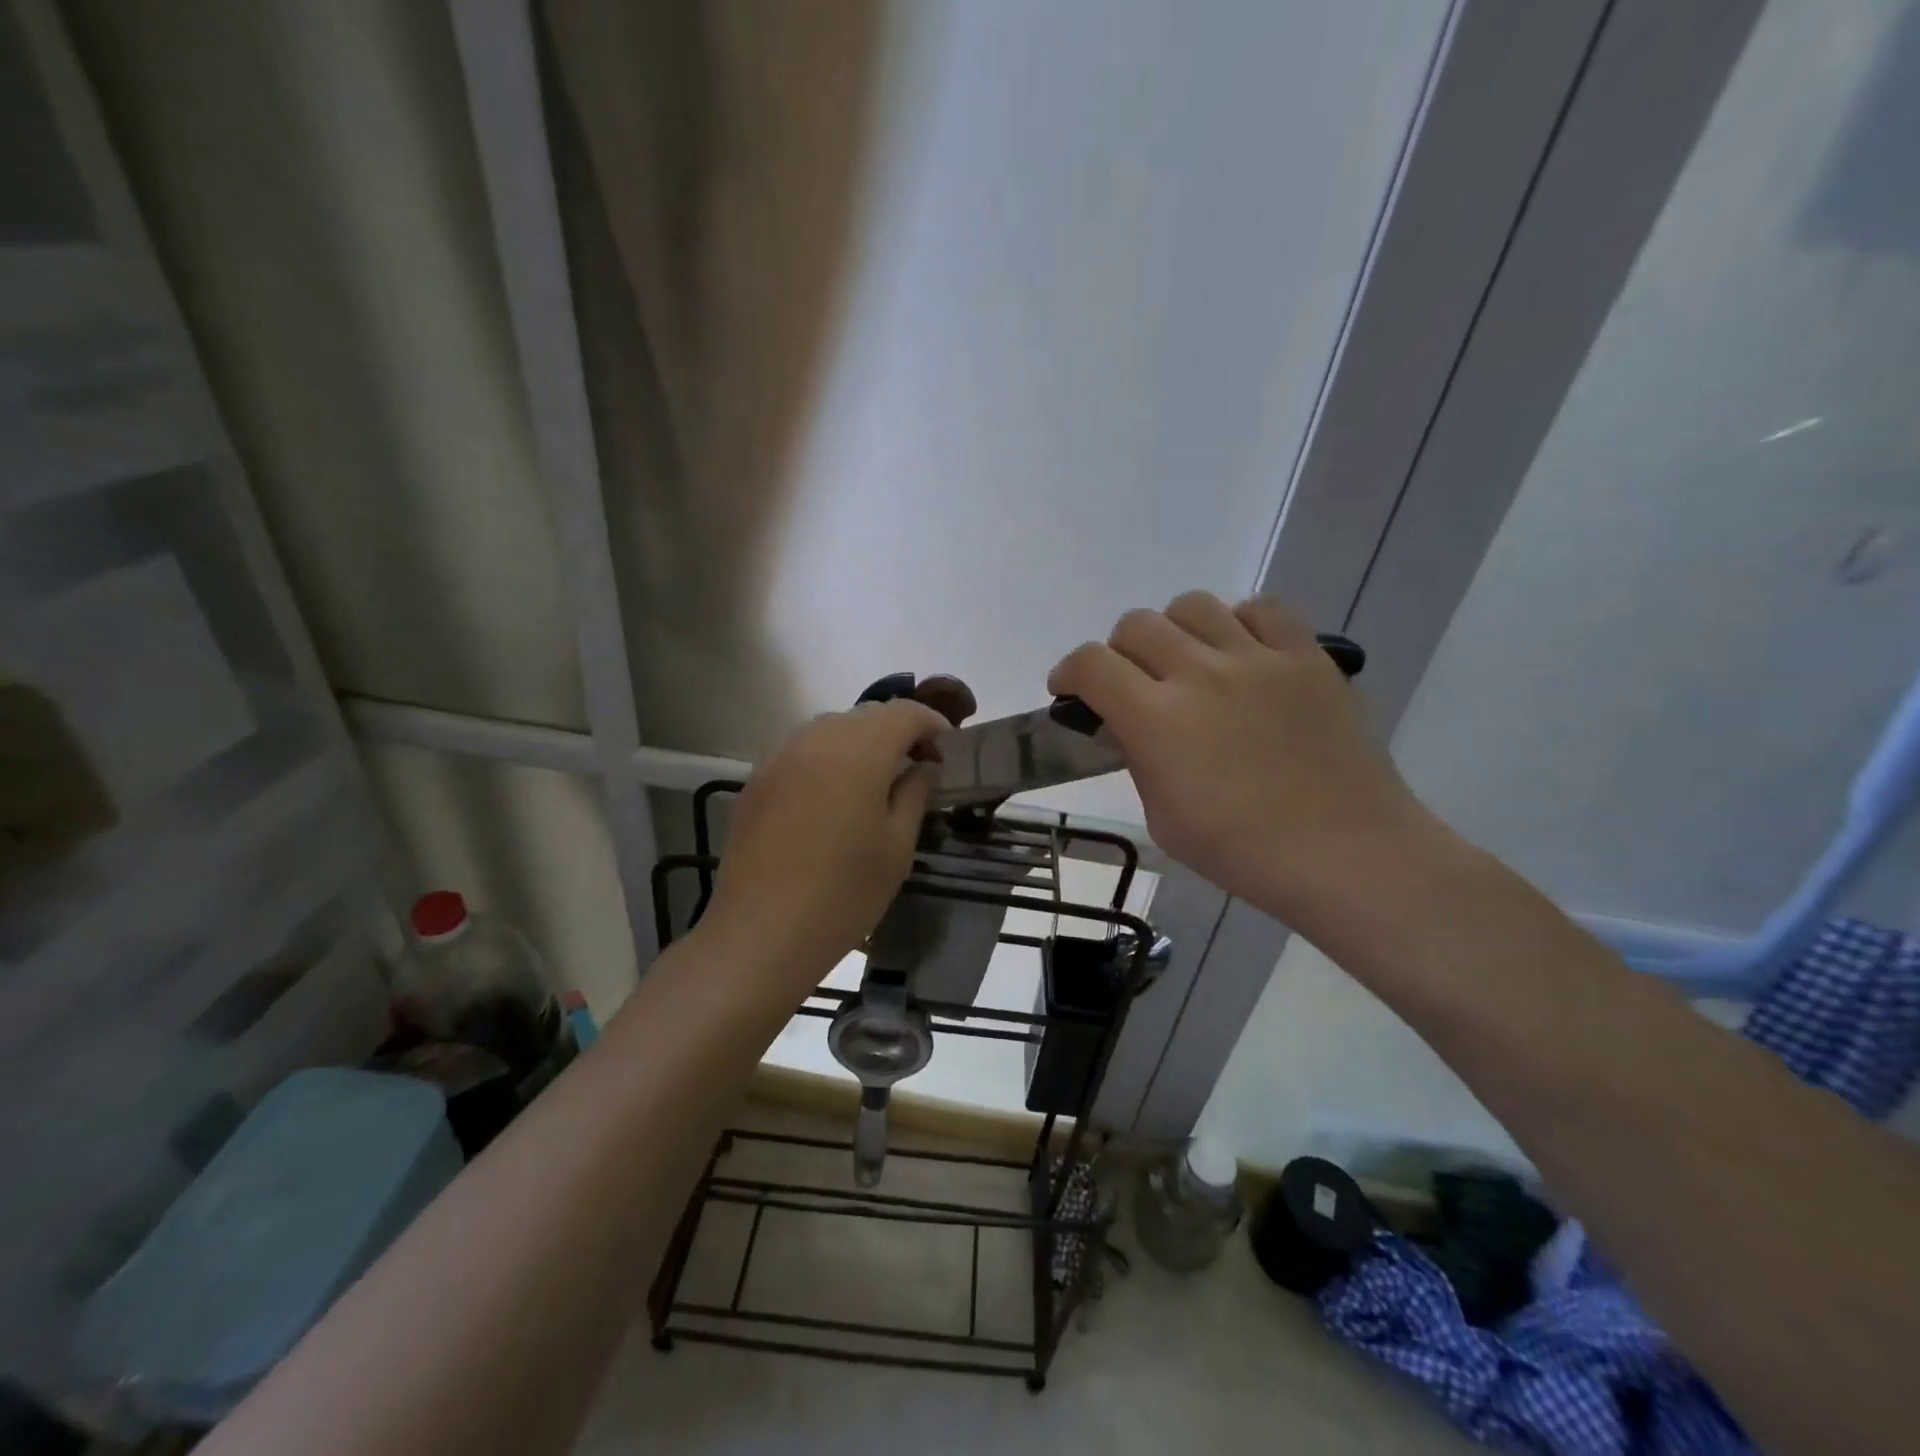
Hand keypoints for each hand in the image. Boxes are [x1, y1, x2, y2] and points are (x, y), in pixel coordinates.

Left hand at [704, 699, 950, 994]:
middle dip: (898, 730)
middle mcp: (816, 739)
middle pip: (866, 715)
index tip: (947, 749)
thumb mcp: (897, 847)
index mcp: (859, 751)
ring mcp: (779, 757)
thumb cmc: (844, 894)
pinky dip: (827, 756)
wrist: (762, 933)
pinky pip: (801, 750)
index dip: (931, 723)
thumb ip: (914, 794)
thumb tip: (923, 766)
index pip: (903, 712)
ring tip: (876, 777)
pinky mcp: (756, 780)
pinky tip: (833, 794)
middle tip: (917, 764)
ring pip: (830, 728)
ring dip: (861, 741)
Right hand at [1048, 592, 1428, 922]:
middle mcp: (1201, 673)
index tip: (1070, 691)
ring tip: (1187, 663)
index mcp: (1157, 719)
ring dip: (1174, 631)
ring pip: (1193, 605)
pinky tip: (1241, 654)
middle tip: (1132, 685)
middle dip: (1118, 652)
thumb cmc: (1244, 852)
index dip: (1069, 672)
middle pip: (1136, 624)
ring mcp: (1258, 658)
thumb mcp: (1163, 818)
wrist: (1346, 853)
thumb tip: (1125, 724)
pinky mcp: (1307, 655)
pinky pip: (1262, 609)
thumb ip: (1137, 759)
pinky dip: (1238, 623)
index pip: (1091, 663)